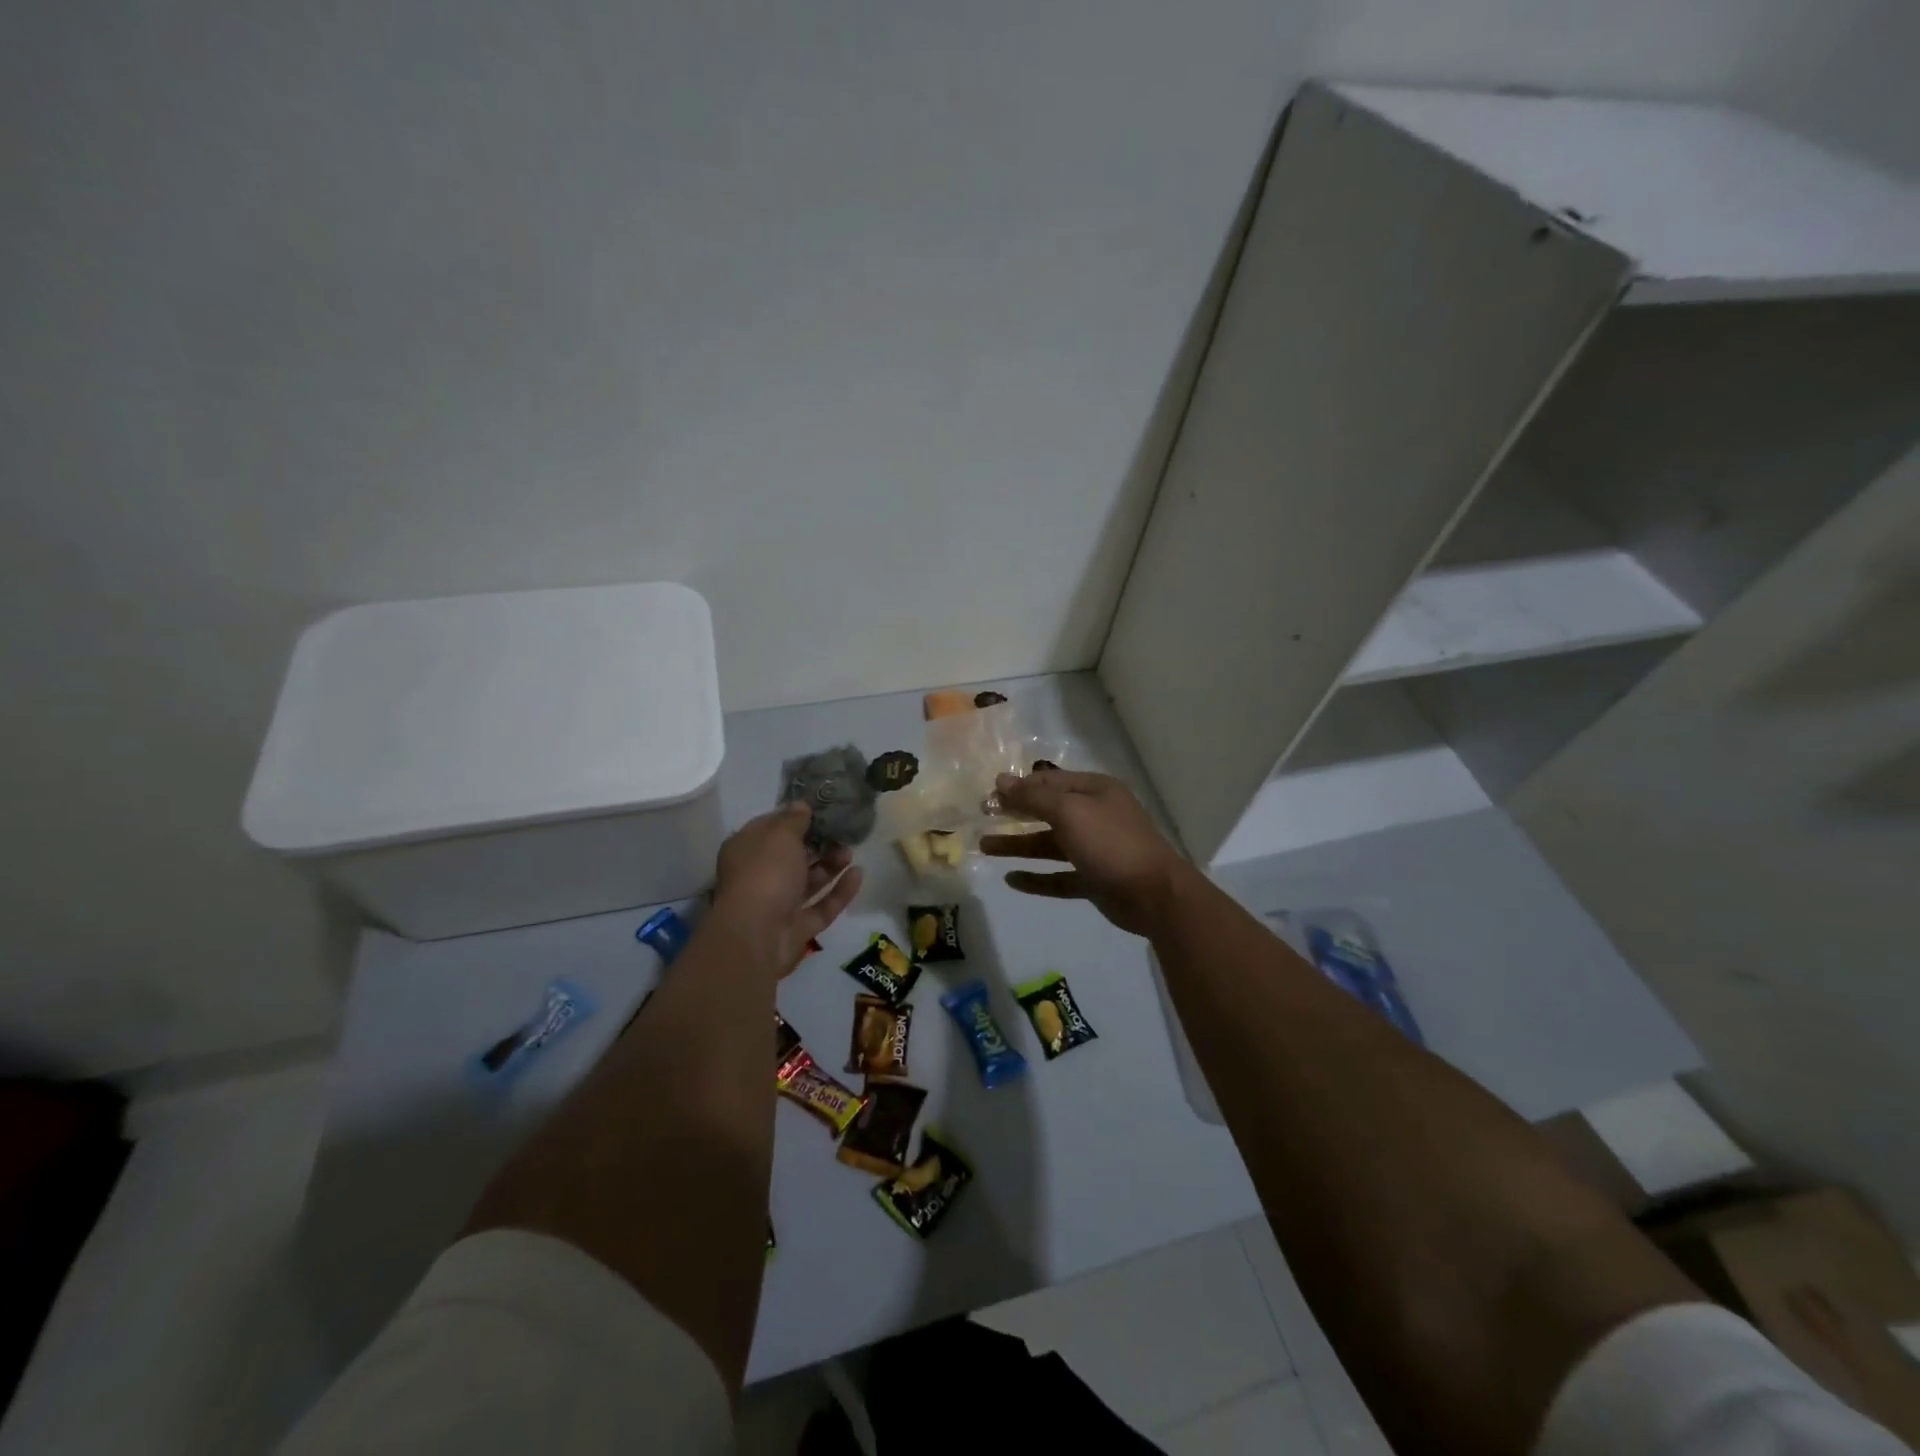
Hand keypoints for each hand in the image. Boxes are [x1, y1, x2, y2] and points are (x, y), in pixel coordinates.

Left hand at [714, 803, 863, 968]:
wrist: (757, 934)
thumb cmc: (765, 872)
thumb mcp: (780, 835)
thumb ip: (794, 819)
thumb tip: (801, 806)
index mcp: (746, 850)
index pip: (770, 828)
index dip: (794, 818)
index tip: (820, 810)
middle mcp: (759, 876)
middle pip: (792, 857)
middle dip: (817, 844)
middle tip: (841, 832)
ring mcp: (778, 905)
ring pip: (808, 882)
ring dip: (830, 866)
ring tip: (851, 852)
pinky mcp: (798, 928)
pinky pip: (822, 906)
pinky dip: (839, 891)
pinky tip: (858, 874)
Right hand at [979, 770, 1190, 936]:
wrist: (1154, 894)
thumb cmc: (1111, 843)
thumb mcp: (1069, 812)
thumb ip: (1034, 797)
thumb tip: (1001, 781)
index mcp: (1095, 791)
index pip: (1050, 781)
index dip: (1019, 786)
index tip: (989, 795)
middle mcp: (1095, 816)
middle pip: (1048, 811)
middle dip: (1016, 814)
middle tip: (982, 817)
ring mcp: (1095, 850)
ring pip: (1049, 845)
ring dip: (1018, 845)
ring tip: (985, 847)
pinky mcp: (1094, 880)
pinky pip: (1058, 877)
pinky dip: (1036, 878)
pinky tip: (1011, 880)